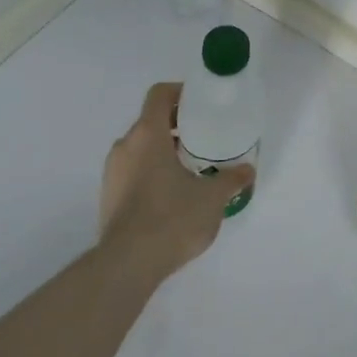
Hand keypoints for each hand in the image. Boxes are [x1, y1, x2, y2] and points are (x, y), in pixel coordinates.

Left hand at [99, 82, 254, 280]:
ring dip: (163, 150)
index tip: (200, 104)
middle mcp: (125, 146)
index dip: (180, 92)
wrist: (127, 264)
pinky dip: (151, 171)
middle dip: (177, 125)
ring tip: (190, 168)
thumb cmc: (171, 218)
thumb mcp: (212, 198)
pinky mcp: (108, 196)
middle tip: (203, 137)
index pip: (159, 94)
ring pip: (140, 147)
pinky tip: (172, 194)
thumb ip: (231, 179)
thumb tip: (248, 170)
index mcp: (147, 134)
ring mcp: (112, 172)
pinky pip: (132, 171)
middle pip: (150, 121)